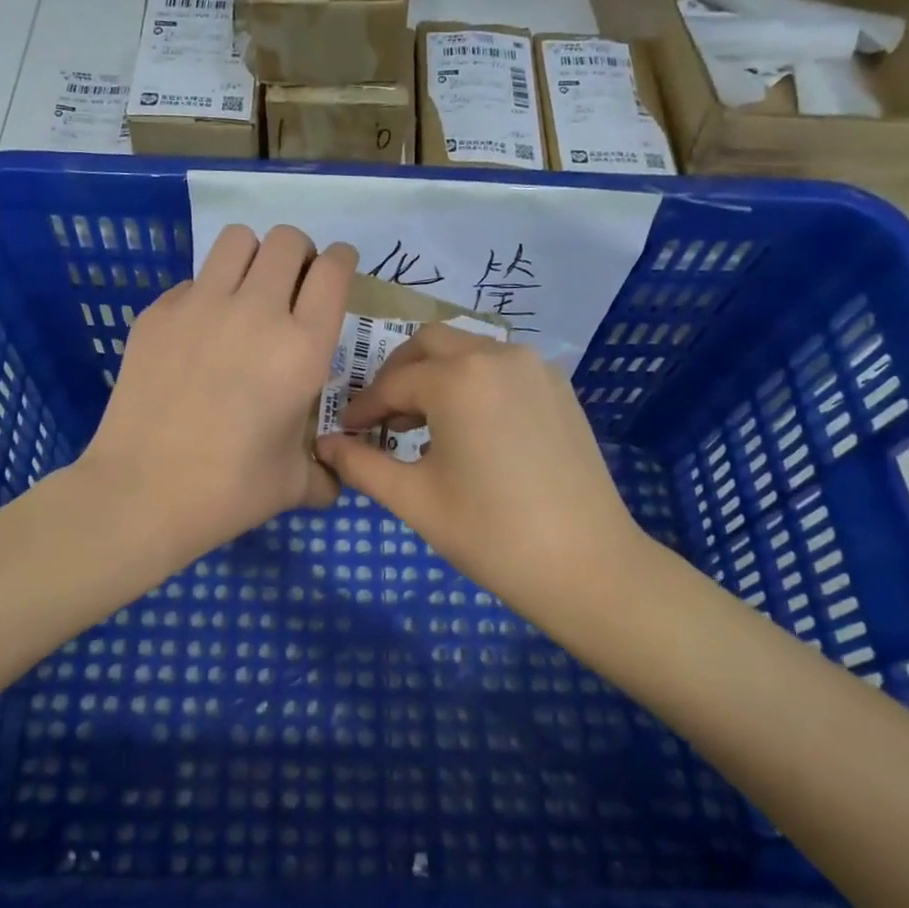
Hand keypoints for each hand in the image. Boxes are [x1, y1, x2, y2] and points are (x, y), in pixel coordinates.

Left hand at [79, 224, 356, 560]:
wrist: (143, 493)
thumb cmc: (229, 491)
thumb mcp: (294, 484)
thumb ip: (325, 472)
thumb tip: (334, 478)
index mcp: (302, 348)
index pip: (333, 270)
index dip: (341, 260)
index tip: (338, 269)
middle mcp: (255, 312)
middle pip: (287, 240)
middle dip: (299, 254)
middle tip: (293, 286)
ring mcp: (200, 306)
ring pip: (237, 239)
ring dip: (253, 256)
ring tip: (248, 292)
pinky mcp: (157, 313)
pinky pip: (192, 280)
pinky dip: (206, 293)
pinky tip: (200, 334)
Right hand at [314, 323, 646, 617]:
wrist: (584, 563)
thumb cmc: (488, 532)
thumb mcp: (413, 498)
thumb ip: (361, 464)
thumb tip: (324, 445)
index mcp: (458, 378)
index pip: (392, 383)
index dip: (362, 408)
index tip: (345, 432)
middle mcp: (498, 355)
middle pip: (430, 344)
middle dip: (397, 374)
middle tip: (379, 415)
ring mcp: (535, 368)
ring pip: (468, 350)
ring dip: (436, 375)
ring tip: (421, 424)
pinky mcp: (559, 388)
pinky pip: (501, 367)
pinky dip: (472, 382)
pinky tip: (468, 427)